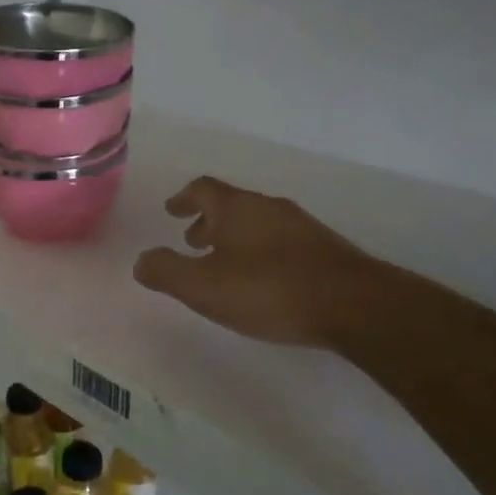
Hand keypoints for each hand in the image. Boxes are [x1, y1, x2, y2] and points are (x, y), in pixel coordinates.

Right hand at [134, 177, 371, 347]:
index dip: (184, 198)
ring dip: (234, 238)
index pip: (203, 189)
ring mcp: (301, 227)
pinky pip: (280, 241)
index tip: (172, 210)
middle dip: (208, 221)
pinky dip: (260, 251)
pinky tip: (262, 280)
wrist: (354, 305)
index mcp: (236, 208)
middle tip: (192, 240)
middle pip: (231, 205)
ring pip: (257, 223)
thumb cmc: (269, 290)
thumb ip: (167, 272)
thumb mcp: (204, 287)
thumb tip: (141, 261)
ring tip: (224, 263)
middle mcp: (269, 208)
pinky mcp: (324, 250)